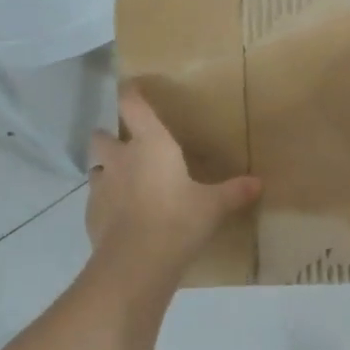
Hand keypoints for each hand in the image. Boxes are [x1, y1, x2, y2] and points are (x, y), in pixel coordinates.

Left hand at [87, 87, 260, 277]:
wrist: (137, 262)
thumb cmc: (178, 220)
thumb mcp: (213, 207)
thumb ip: (234, 192)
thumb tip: (259, 183)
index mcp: (151, 144)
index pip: (132, 105)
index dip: (130, 93)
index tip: (131, 87)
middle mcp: (120, 158)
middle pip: (102, 136)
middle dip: (110, 138)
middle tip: (128, 148)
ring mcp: (101, 186)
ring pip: (97, 168)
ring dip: (108, 172)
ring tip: (126, 185)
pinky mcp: (91, 214)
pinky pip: (96, 201)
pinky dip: (107, 204)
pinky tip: (123, 218)